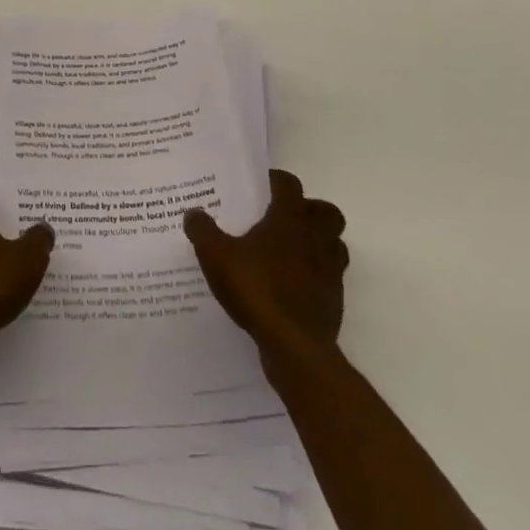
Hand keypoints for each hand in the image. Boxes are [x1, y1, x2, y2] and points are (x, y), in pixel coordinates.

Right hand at [184, 170, 347, 362]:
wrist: (294, 348)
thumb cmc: (257, 290)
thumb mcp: (216, 256)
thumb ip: (202, 230)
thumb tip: (193, 213)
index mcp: (289, 219)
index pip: (289, 184)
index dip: (276, 181)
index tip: (261, 186)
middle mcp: (315, 238)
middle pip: (326, 212)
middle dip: (310, 210)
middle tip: (285, 218)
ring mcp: (330, 270)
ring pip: (335, 244)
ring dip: (320, 242)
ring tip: (293, 251)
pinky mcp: (334, 300)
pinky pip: (332, 278)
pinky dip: (318, 276)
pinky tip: (295, 286)